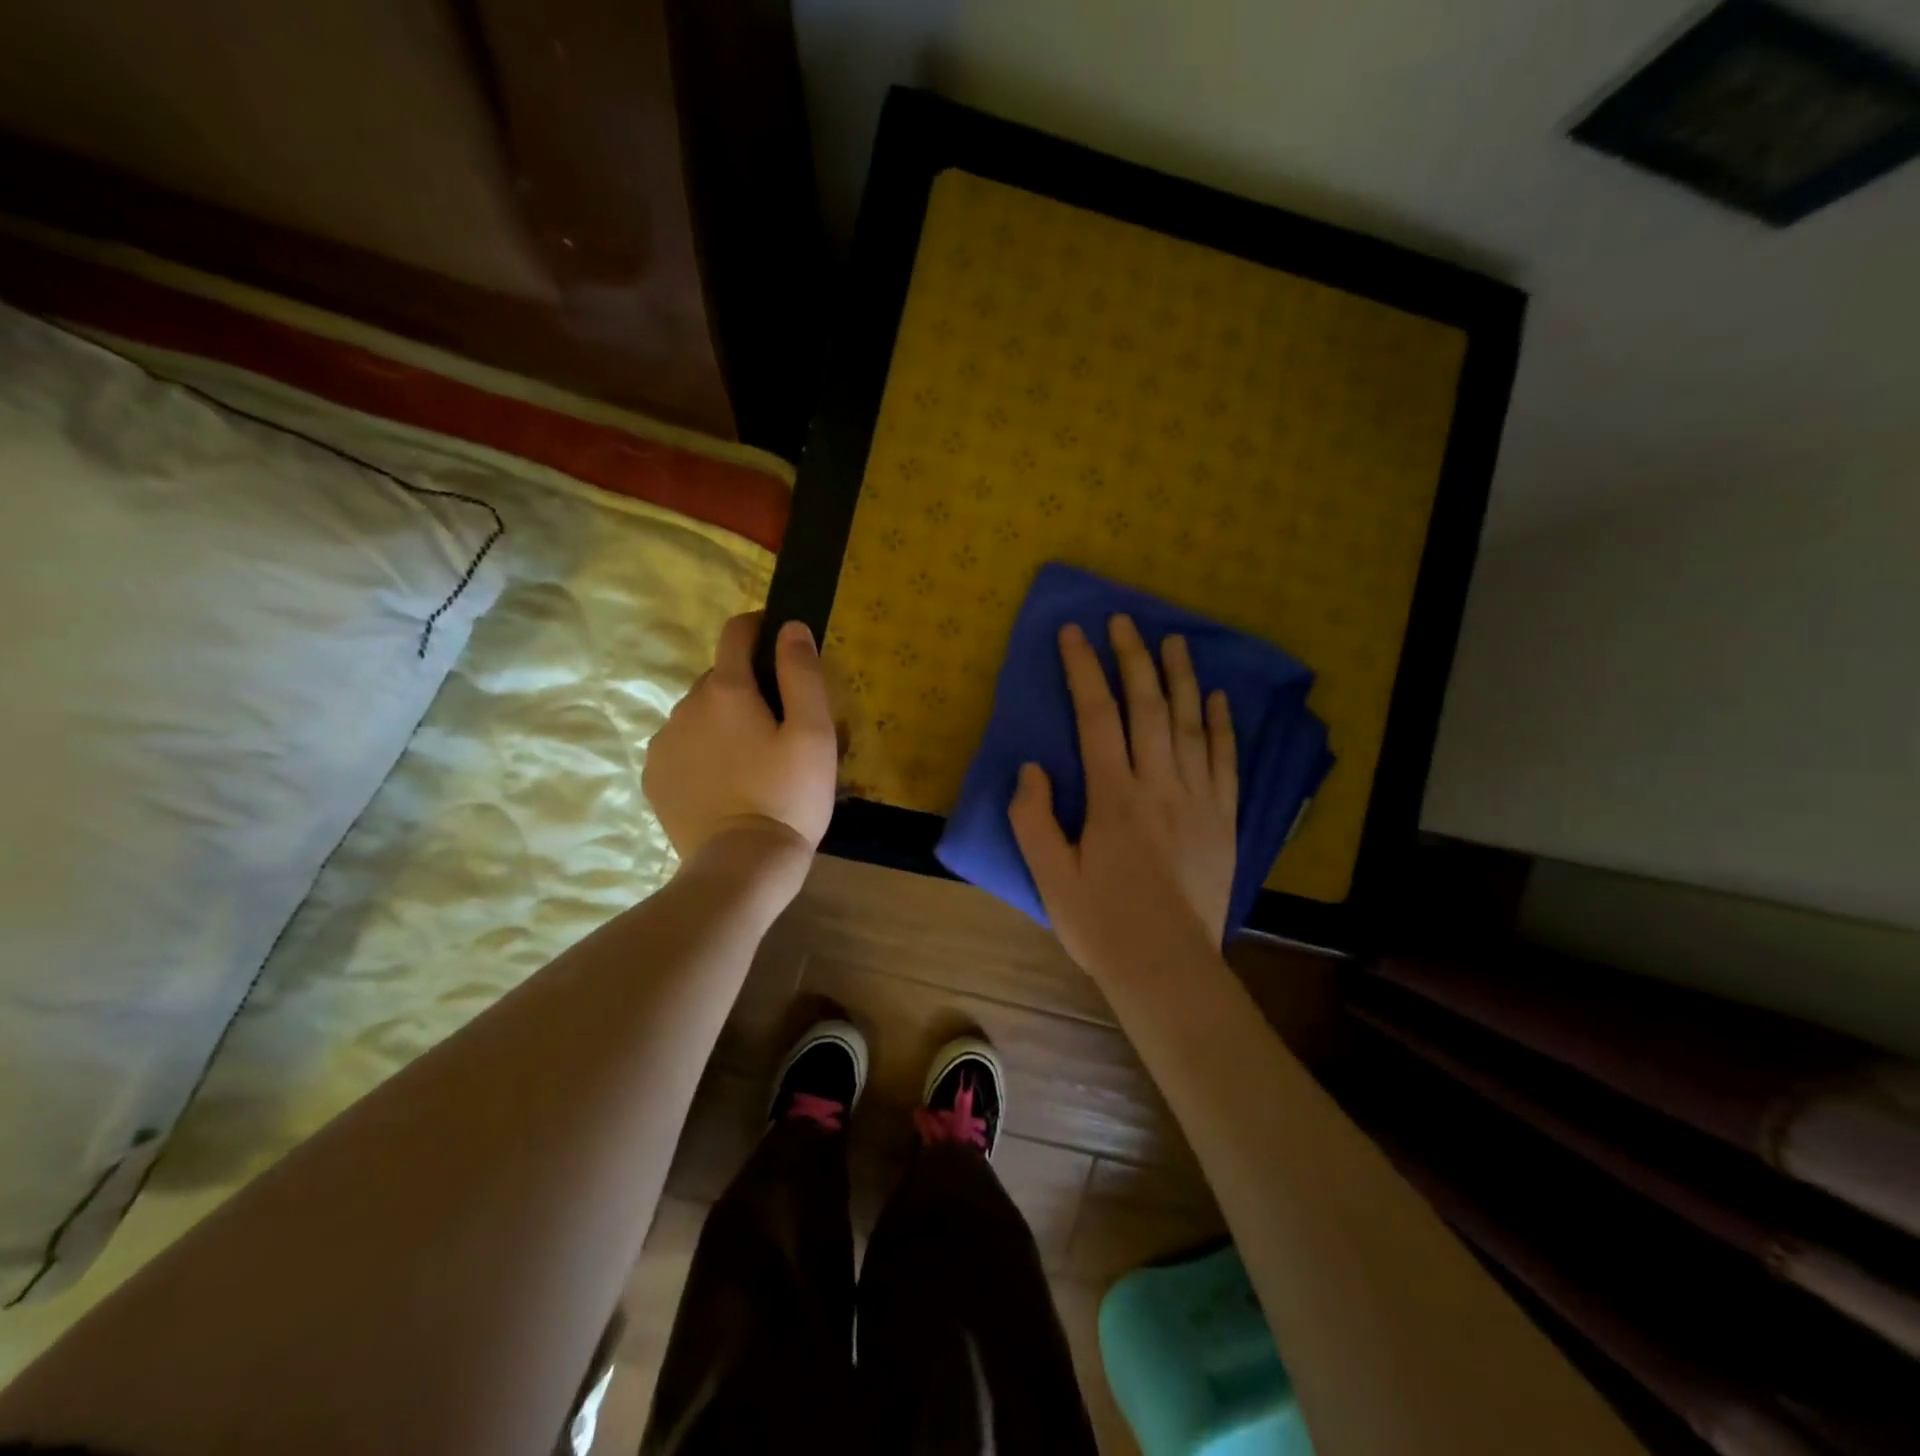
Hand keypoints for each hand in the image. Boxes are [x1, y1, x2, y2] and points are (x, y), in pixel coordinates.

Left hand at [643, 613, 837, 864]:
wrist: (742, 865)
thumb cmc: (788, 796)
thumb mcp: (814, 733)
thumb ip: (802, 674)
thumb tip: (790, 627)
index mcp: (727, 690)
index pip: (736, 633)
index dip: (758, 626)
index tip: (778, 638)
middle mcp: (686, 706)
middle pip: (719, 677)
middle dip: (747, 686)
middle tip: (779, 723)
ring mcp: (664, 743)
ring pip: (699, 714)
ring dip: (723, 720)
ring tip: (752, 759)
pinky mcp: (655, 777)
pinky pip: (681, 746)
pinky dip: (702, 750)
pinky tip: (725, 781)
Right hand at [1008, 616, 1237, 980]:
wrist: (1168, 968)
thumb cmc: (1102, 924)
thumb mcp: (1050, 877)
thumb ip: (1034, 819)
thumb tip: (1032, 767)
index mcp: (1114, 798)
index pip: (1096, 717)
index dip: (1084, 670)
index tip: (1074, 633)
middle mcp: (1159, 786)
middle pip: (1147, 707)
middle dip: (1132, 658)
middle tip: (1123, 621)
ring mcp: (1199, 800)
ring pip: (1190, 724)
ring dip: (1180, 678)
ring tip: (1172, 640)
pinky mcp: (1225, 819)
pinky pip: (1226, 761)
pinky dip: (1221, 726)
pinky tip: (1218, 698)